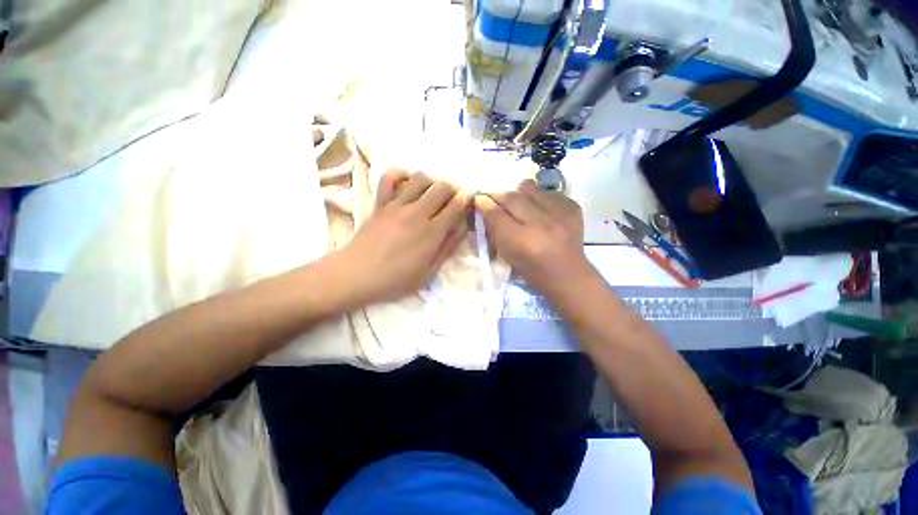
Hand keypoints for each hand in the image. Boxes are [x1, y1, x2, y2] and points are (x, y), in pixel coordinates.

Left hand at [337, 169, 470, 306]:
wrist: (356, 275)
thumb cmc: (395, 280)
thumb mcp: (429, 272)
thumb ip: (448, 248)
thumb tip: (463, 227)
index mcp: (431, 232)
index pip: (455, 206)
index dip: (466, 198)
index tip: (470, 197)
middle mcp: (417, 213)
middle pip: (441, 187)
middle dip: (452, 189)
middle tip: (452, 200)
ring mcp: (396, 205)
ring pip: (420, 178)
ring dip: (431, 182)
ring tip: (431, 194)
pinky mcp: (380, 203)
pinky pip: (389, 178)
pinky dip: (400, 174)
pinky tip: (406, 182)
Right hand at [475, 180, 593, 298]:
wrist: (566, 274)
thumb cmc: (531, 269)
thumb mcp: (507, 254)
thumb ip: (494, 229)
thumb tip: (484, 205)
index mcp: (521, 241)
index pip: (496, 214)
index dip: (485, 203)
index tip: (479, 198)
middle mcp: (541, 224)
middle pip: (513, 198)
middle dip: (499, 194)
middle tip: (494, 195)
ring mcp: (560, 214)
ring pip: (531, 190)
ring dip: (520, 195)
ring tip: (520, 203)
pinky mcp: (573, 208)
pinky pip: (548, 193)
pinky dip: (540, 197)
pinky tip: (540, 208)